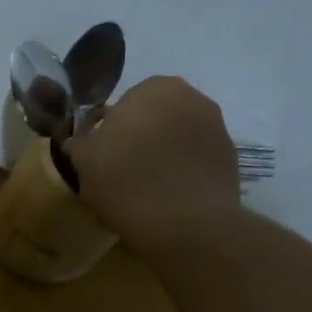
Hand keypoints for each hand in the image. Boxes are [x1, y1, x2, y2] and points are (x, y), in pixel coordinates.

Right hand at [65, 76, 240, 248]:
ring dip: (162, 154)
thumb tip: (81, 140)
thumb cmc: (127, 181)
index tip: (102, 157)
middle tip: (121, 172)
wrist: (187, 224)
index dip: (110, 130)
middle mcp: (192, 97)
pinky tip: (168, 197)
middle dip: (140, 138)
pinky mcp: (230, 159)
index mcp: (154, 87)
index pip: (124, 104)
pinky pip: (195, 160)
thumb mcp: (84, 160)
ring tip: (146, 188)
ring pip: (177, 138)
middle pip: (155, 117)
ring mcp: (217, 127)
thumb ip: (80, 141)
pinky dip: (182, 172)